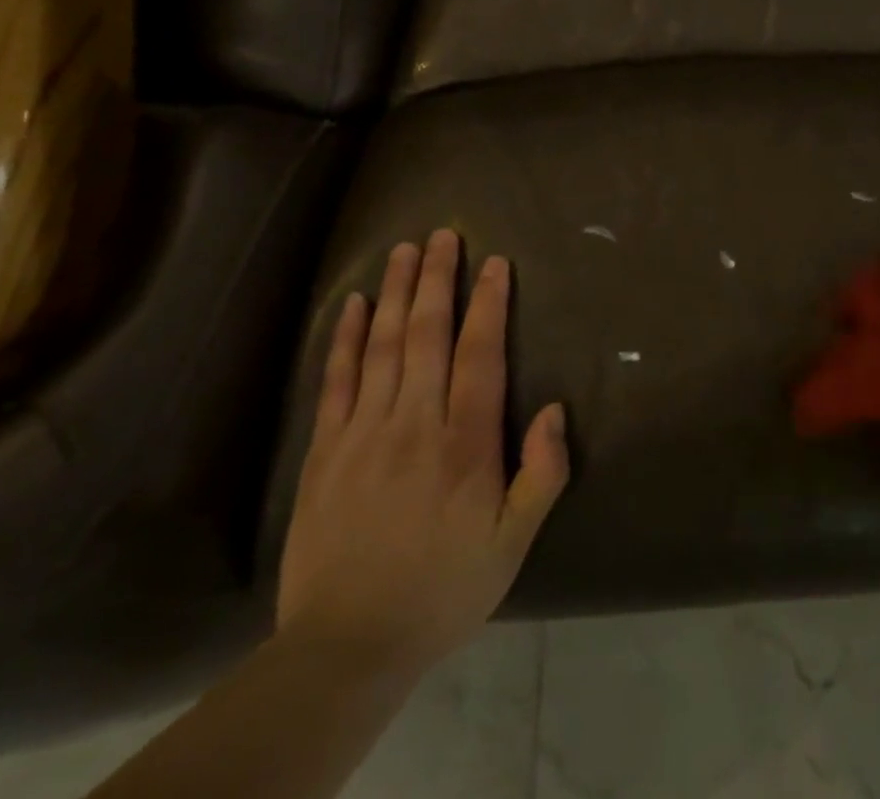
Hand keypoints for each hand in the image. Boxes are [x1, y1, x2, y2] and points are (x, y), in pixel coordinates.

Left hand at [276, 230, 568, 673]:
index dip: (488, 303)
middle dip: (438, 279)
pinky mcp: (324, 450)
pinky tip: (354, 304)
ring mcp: (364, 432)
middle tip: (444, 233)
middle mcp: (414, 422)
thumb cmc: (444, 589)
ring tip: (405, 250)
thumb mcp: (513, 543)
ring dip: (396, 292)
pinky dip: (346, 337)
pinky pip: (336, 380)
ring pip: (383, 345)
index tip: (494, 263)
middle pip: (427, 334)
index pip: (480, 354)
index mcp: (465, 443)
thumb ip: (542, 474)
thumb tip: (555, 410)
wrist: (346, 647)